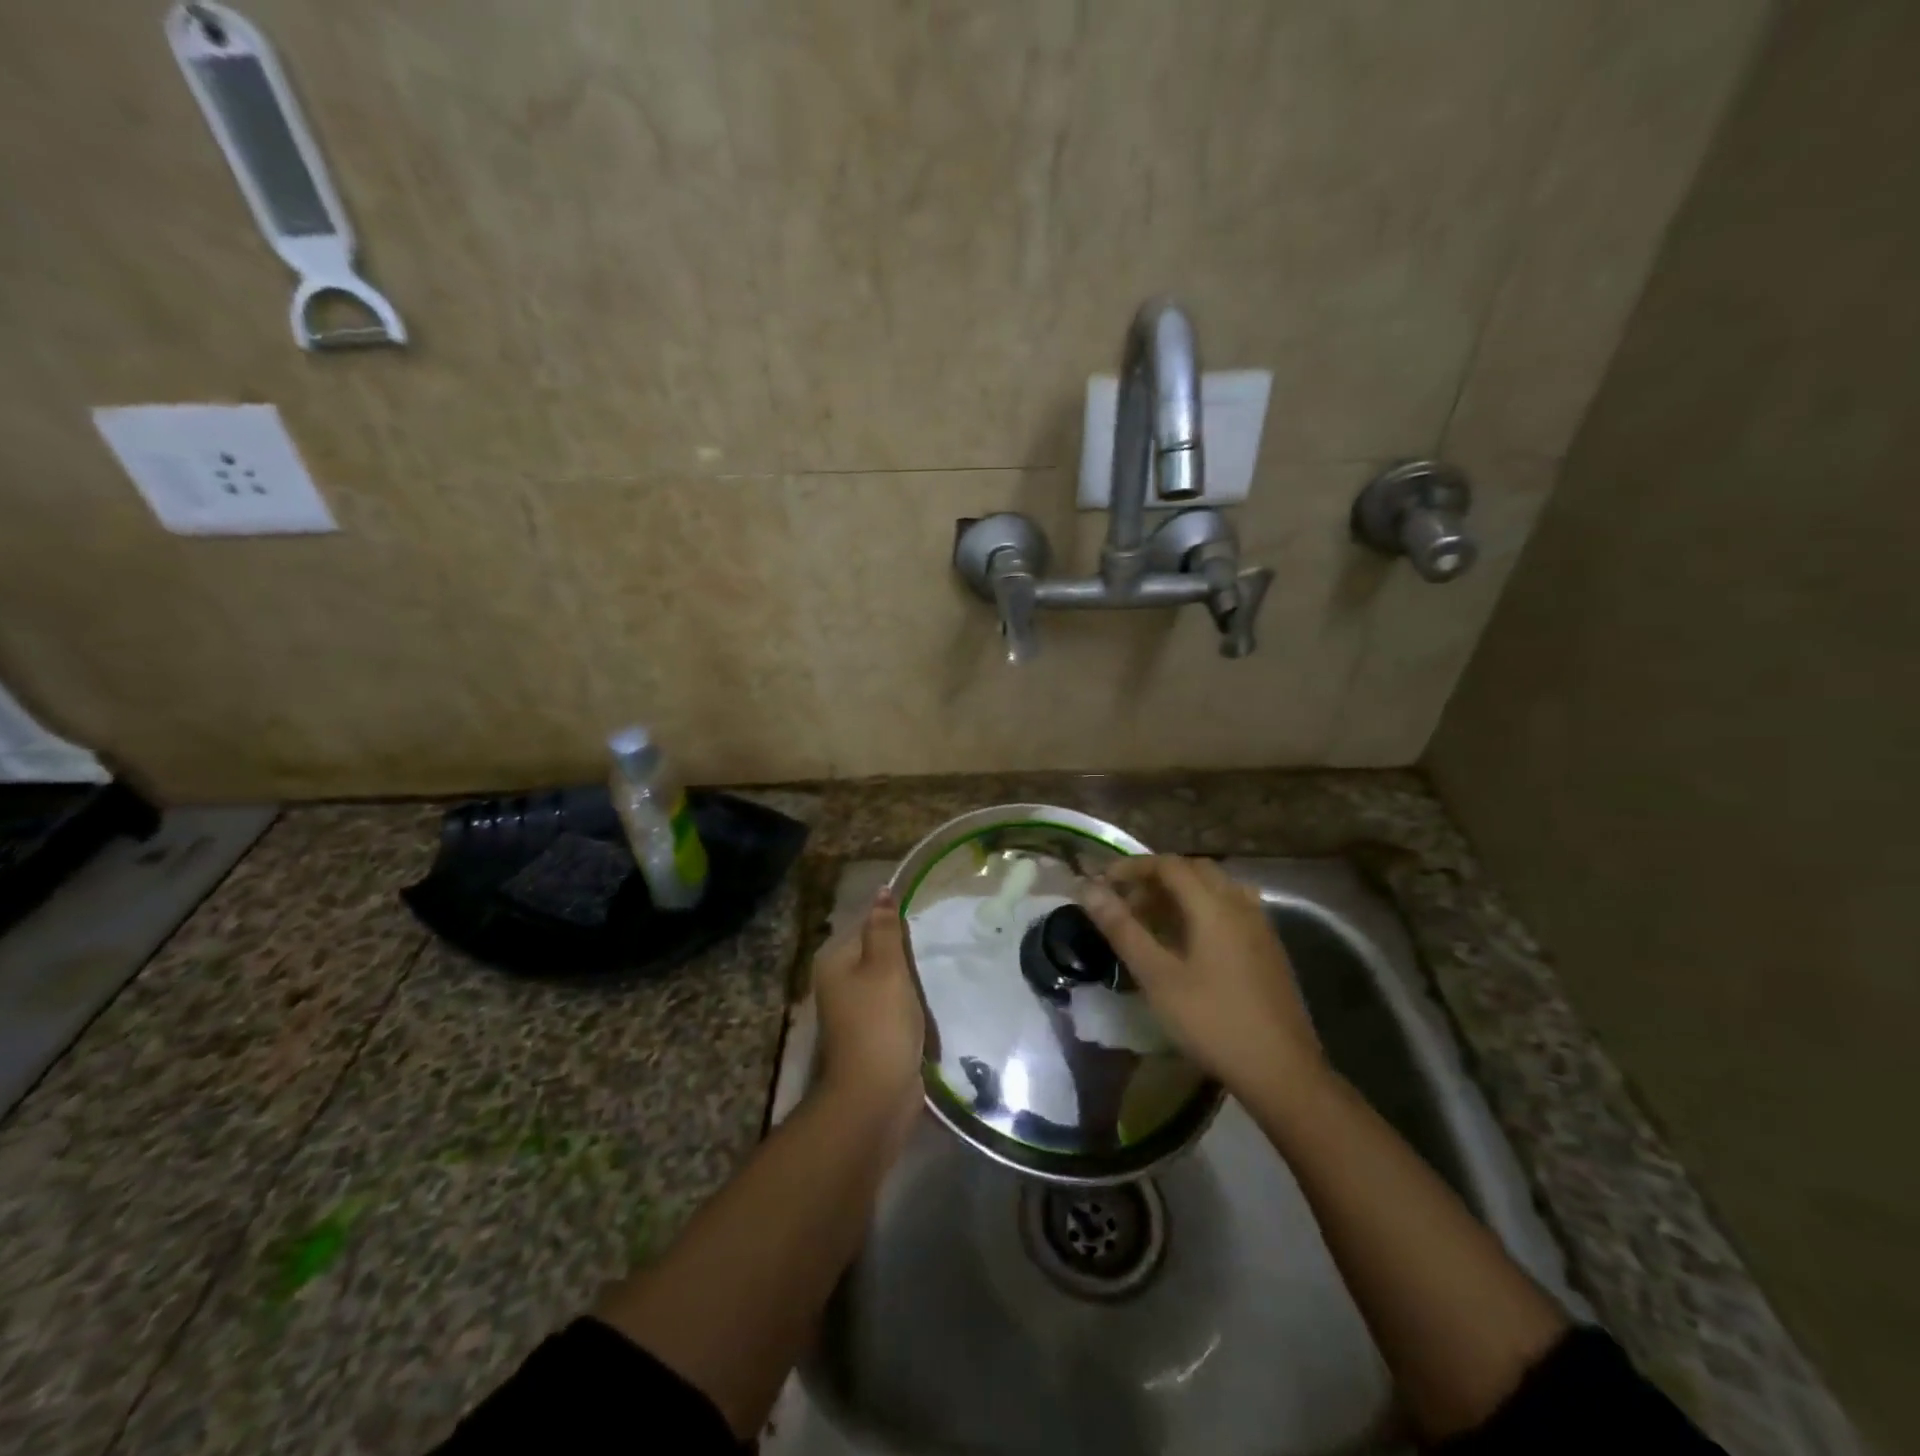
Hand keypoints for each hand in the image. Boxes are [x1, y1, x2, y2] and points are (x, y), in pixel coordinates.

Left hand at [811, 888, 924, 1129]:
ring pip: (887, 982)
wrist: (875, 1096)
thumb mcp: (886, 967)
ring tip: (934, 977)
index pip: (866, 924)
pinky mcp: (870, 1034)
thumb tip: (881, 890)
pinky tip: (927, 1008)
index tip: (924, 927)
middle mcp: (837, 982)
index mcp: (834, 960)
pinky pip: (893, 1008)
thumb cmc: (880, 1022)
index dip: (894, 924)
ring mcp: (852, 1011)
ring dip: (909, 983)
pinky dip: (909, 1008)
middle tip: (933, 953)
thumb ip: (885, 928)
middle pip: (876, 953)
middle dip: (904, 956)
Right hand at [1081, 856, 1324, 1099]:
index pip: (1168, 865)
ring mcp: (1260, 926)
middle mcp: (1239, 904)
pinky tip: (1188, 941)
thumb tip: (1088, 889)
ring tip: (1153, 919)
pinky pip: (1230, 908)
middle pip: (1194, 870)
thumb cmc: (1212, 1022)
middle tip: (1127, 902)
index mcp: (1213, 905)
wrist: (1282, 1071)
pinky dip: (1202, 909)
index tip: (1104, 882)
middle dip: (1156, 878)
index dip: (1133, 867)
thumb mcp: (1157, 977)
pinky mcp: (1268, 947)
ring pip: (1215, 888)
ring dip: (1181, 893)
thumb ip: (1122, 929)